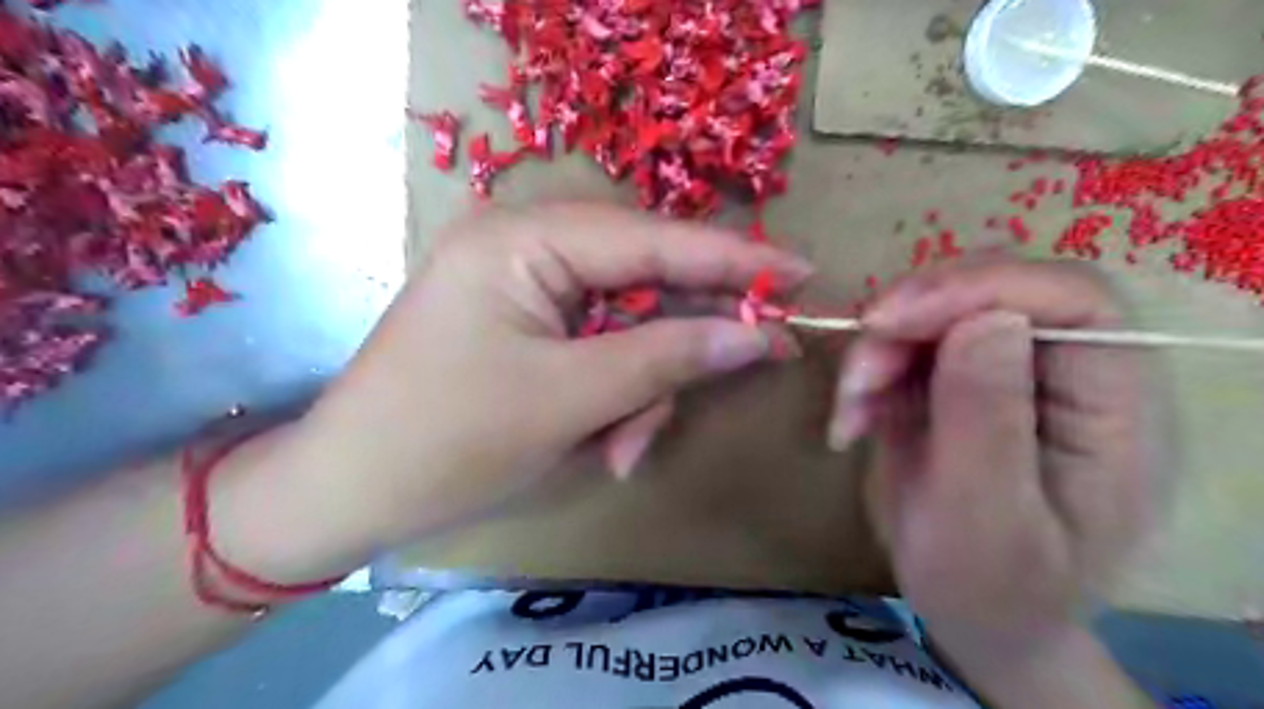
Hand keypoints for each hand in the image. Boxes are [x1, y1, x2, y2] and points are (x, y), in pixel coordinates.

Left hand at [278, 202, 808, 564]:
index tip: (802, 271)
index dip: (733, 258)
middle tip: (744, 370)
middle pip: (644, 282)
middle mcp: (527, 245)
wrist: (349, 493)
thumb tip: (756, 336)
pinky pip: (598, 347)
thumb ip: (668, 358)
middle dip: (678, 345)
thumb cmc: (448, 442)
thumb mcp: (571, 400)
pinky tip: (602, 440)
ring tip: (621, 449)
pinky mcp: (526, 324)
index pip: (653, 239)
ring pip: (627, 325)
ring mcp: (526, 286)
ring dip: (641, 389)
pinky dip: (614, 395)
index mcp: (524, 239)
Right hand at [833, 260, 1163, 682]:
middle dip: (910, 323)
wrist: (978, 617)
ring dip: (877, 353)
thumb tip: (987, 321)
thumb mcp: (985, 523)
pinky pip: (903, 347)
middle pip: (989, 293)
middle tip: (858, 379)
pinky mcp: (955, 383)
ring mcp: (1005, 374)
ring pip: (934, 314)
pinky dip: (866, 376)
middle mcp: (1064, 373)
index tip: (890, 321)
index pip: (1070, 299)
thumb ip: (987, 425)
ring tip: (850, 415)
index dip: (980, 287)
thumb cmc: (994, 589)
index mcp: (1112, 406)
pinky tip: (851, 422)